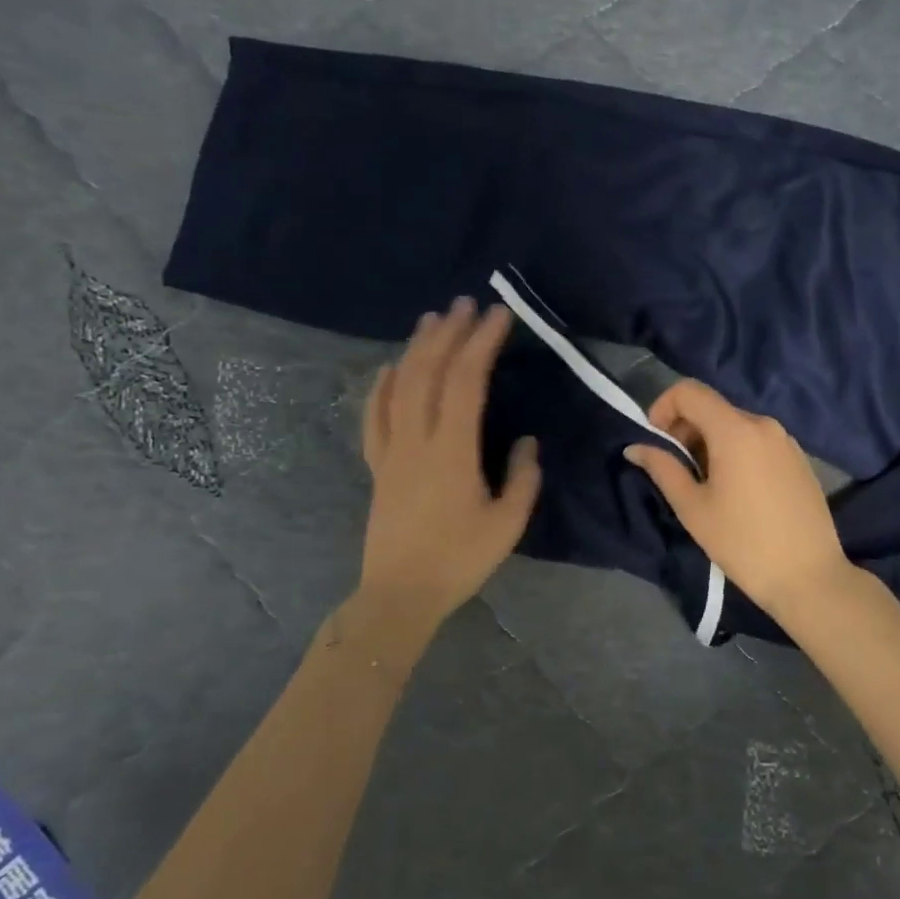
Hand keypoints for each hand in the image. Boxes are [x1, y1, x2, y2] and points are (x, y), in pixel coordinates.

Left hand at [357, 298, 540, 632]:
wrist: (399, 595)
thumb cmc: (459, 561)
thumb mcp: (508, 523)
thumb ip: (522, 477)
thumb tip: (525, 441)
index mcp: (452, 451)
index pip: (466, 382)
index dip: (481, 343)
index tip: (498, 315)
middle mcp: (417, 440)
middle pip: (429, 373)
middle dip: (449, 333)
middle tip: (466, 303)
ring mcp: (391, 451)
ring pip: (399, 387)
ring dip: (416, 349)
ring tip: (432, 320)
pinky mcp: (378, 466)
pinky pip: (374, 417)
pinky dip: (380, 387)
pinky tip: (388, 368)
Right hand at [623, 379, 852, 619]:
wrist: (809, 577)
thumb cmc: (743, 543)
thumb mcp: (693, 508)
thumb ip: (663, 469)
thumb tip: (635, 448)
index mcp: (735, 430)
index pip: (689, 391)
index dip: (663, 407)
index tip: (656, 442)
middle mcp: (763, 424)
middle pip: (712, 407)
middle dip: (685, 430)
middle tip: (677, 471)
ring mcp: (786, 440)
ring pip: (735, 425)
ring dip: (710, 443)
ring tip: (706, 486)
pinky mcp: (799, 459)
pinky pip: (757, 441)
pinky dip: (736, 452)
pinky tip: (737, 492)